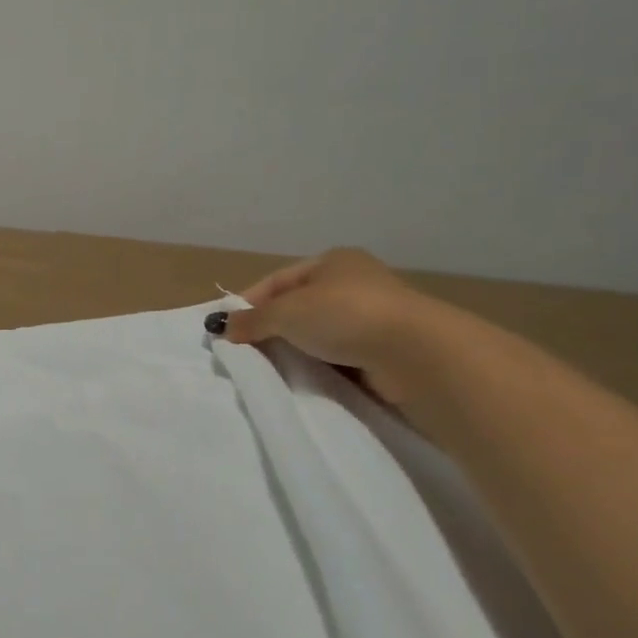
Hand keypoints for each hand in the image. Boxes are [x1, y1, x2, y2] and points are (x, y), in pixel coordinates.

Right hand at [223, 248, 443, 402]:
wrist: (416, 353)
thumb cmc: (344, 315)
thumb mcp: (285, 313)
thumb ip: (251, 320)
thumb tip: (222, 328)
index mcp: (332, 261)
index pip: (277, 281)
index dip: (248, 303)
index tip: (227, 329)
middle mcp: (354, 282)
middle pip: (297, 306)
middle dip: (270, 327)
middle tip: (245, 350)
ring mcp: (372, 316)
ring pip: (317, 332)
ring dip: (296, 348)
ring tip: (272, 367)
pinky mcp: (384, 348)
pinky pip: (338, 355)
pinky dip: (320, 364)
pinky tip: (306, 376)